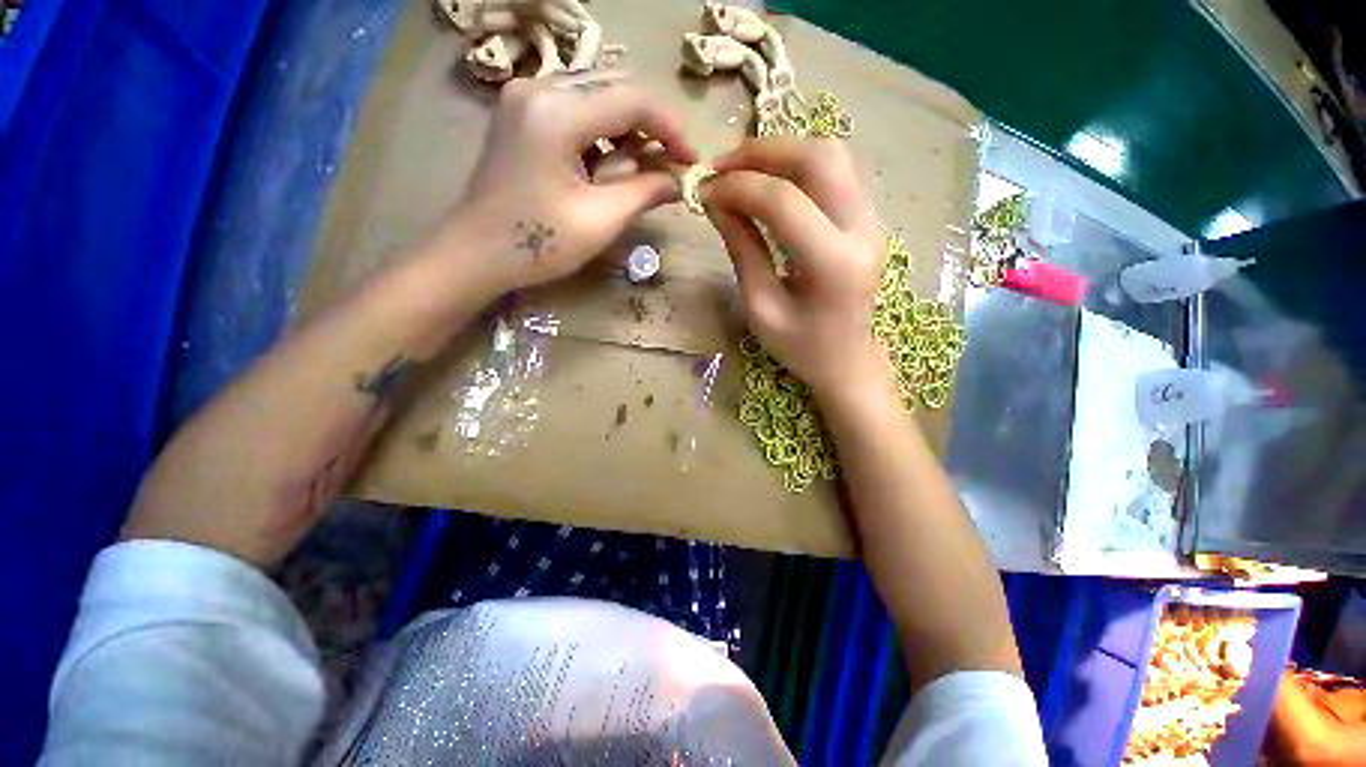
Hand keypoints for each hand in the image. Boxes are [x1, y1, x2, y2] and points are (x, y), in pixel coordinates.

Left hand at [449, 71, 696, 290]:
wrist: (476, 254)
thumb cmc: (538, 244)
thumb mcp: (601, 221)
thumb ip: (646, 192)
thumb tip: (680, 179)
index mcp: (556, 113)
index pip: (633, 99)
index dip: (671, 128)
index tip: (692, 160)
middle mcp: (539, 88)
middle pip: (616, 88)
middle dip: (651, 127)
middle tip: (670, 167)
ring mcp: (526, 97)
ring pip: (598, 96)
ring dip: (627, 132)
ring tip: (639, 173)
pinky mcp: (522, 113)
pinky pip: (577, 109)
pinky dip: (603, 134)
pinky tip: (608, 166)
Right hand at [704, 137, 889, 399]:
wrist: (848, 361)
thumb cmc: (801, 348)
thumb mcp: (761, 308)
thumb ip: (742, 250)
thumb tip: (715, 202)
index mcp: (834, 265)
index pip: (785, 201)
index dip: (739, 187)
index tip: (704, 191)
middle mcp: (862, 231)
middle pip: (818, 159)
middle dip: (762, 153)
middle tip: (721, 167)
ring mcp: (872, 221)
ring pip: (831, 155)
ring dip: (781, 152)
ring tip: (741, 171)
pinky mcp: (868, 219)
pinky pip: (835, 172)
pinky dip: (797, 165)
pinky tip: (769, 182)